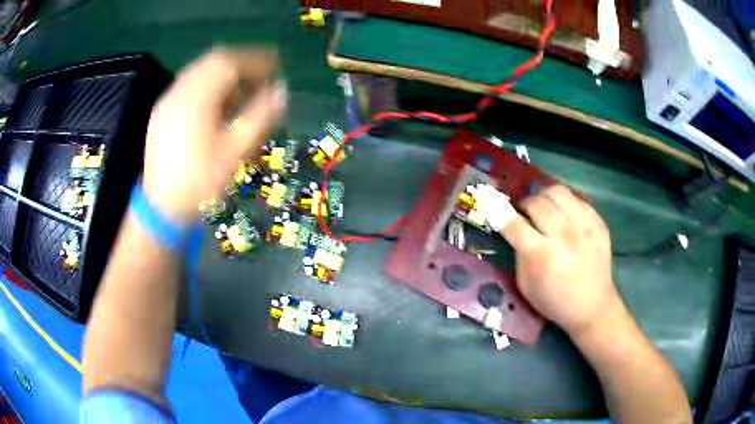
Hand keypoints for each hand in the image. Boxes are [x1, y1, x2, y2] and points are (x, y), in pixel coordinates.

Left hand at [142, 48, 286, 220]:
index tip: (276, 68)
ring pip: (200, 71)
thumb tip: (282, 92)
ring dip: (224, 75)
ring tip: (241, 93)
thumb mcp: (236, 151)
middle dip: (241, 64)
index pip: (230, 62)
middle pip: (214, 61)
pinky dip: (208, 86)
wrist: (161, 208)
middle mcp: (180, 91)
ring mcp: (168, 100)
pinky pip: (189, 85)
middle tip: (261, 77)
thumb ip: (261, 117)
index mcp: (197, 97)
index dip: (256, 61)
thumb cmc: (200, 182)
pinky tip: (216, 106)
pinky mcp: (162, 112)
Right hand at [497, 185, 622, 335]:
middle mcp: (564, 236)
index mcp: (542, 256)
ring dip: (544, 197)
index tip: (487, 197)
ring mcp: (585, 226)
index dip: (497, 209)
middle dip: (525, 205)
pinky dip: (565, 203)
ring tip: (545, 209)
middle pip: (537, 202)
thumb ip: (520, 254)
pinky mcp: (598, 222)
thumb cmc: (555, 301)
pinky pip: (577, 198)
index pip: (514, 224)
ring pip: (558, 192)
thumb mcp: (526, 285)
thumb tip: (516, 228)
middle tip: (525, 215)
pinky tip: (564, 216)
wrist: (593, 306)